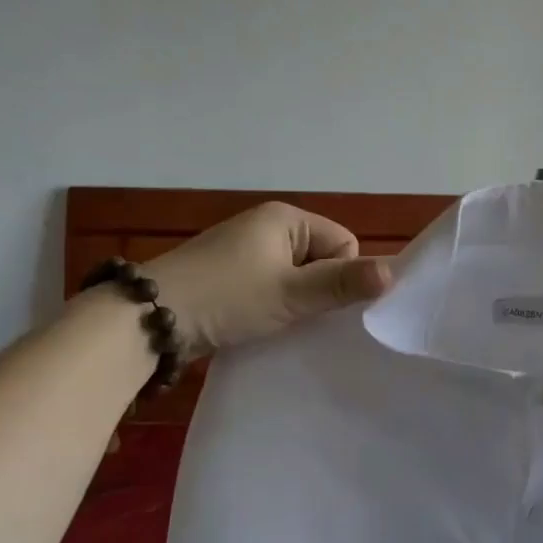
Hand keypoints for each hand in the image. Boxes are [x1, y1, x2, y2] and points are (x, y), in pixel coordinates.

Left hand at [144, 202, 392, 358]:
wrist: (148, 319)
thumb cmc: (228, 297)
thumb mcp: (291, 293)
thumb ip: (342, 283)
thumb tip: (395, 272)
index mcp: (285, 217)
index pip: (342, 242)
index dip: (341, 275)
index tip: (319, 303)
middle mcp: (266, 226)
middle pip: (319, 259)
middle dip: (317, 290)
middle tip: (300, 316)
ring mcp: (244, 251)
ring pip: (293, 276)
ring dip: (293, 301)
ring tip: (279, 323)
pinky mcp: (227, 275)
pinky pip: (268, 286)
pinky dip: (271, 306)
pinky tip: (260, 325)